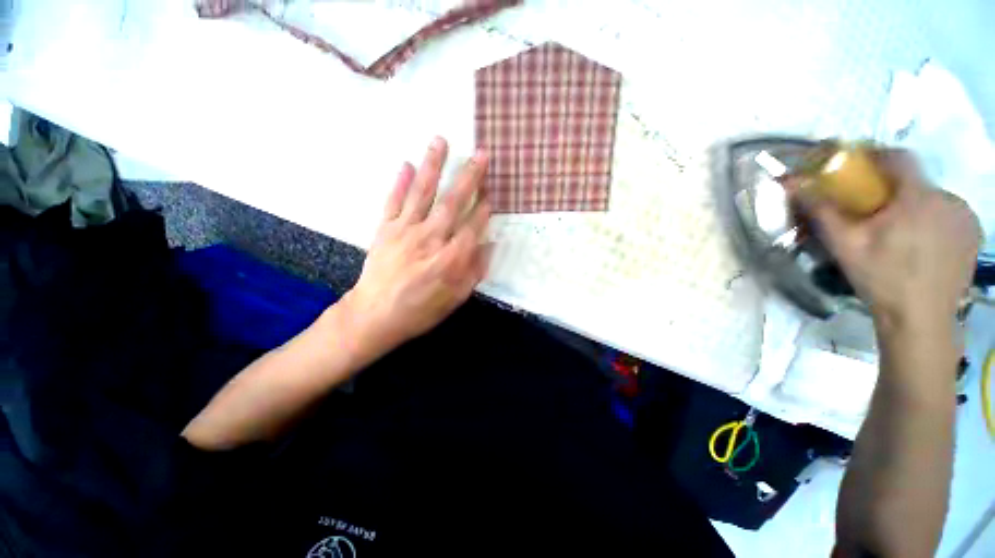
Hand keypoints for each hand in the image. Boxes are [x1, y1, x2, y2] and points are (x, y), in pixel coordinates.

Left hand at [341, 137, 491, 360]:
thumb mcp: (455, 299)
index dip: (484, 209)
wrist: (374, 316)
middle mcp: (429, 240)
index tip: (492, 192)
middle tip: (480, 154)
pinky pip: (393, 202)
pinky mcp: (384, 230)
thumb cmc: (420, 311)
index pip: (472, 227)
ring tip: (441, 141)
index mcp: (449, 260)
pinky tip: (406, 164)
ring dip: (433, 167)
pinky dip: (400, 183)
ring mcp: (404, 231)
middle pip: (452, 203)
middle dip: (468, 178)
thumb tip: (489, 245)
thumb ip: (473, 271)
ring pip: (422, 194)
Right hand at [801, 149, 980, 328]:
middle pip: (915, 181)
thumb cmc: (881, 279)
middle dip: (893, 191)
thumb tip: (792, 182)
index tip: (858, 168)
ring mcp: (966, 216)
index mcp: (917, 198)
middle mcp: (948, 198)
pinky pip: (949, 213)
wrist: (921, 320)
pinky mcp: (974, 233)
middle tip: (874, 215)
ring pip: (933, 198)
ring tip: (898, 234)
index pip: (898, 157)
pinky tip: (921, 242)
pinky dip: (933, 219)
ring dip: (914, 206)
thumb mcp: (844, 245)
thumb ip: (821, 210)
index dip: (877, 156)